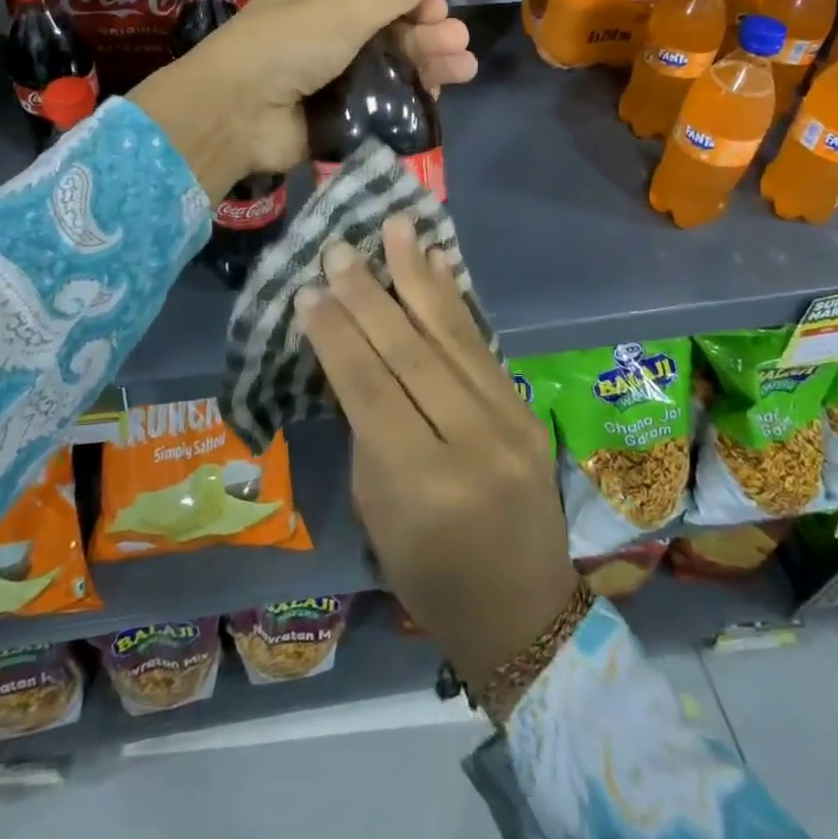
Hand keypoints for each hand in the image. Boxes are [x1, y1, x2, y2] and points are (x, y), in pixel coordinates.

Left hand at [129, 0, 475, 200]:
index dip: (415, 0)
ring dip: (428, 66)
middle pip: (390, 32)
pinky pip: (378, 107)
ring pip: (390, 70)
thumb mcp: (344, 9)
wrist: (234, 114)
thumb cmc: (287, 46)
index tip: (440, 11)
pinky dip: (407, 102)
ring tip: (463, 70)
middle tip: (459, 44)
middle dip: (429, 35)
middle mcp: (327, 37)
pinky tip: (435, 98)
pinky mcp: (335, 119)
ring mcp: (331, 80)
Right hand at [295, 216, 577, 707]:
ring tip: (396, 226)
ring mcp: (511, 422)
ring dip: (419, 276)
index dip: (336, 335)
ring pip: (451, 335)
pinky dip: (455, 300)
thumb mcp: (378, 512)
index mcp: (423, 484)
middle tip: (339, 249)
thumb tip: (356, 352)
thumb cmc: (429, 574)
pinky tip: (437, 264)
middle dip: (369, 294)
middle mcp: (473, 444)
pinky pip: (483, 345)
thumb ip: (370, 428)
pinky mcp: (528, 410)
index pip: (370, 389)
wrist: (524, 612)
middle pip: (411, 353)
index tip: (308, 290)